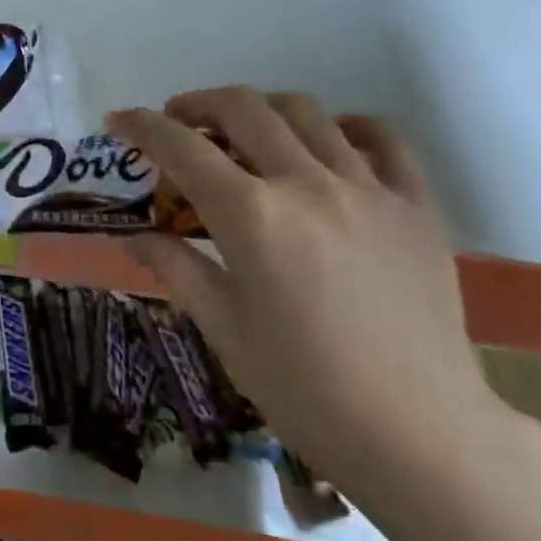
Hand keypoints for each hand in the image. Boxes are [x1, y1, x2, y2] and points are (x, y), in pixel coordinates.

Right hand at [108, 88, 508, 499]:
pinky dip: (343, 127)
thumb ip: (176, 267)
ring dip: (260, 110)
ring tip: (244, 132)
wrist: (421, 435)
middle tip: (178, 124)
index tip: (119, 121)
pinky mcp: (415, 205)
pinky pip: (381, 139)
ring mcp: (368, 188)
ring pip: (305, 111)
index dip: (142, 126)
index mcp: (252, 216)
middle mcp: (307, 184)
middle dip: (197, 104)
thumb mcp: (224, 328)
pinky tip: (327, 144)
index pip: (182, 147)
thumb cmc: (305, 389)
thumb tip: (133, 238)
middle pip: (242, 108)